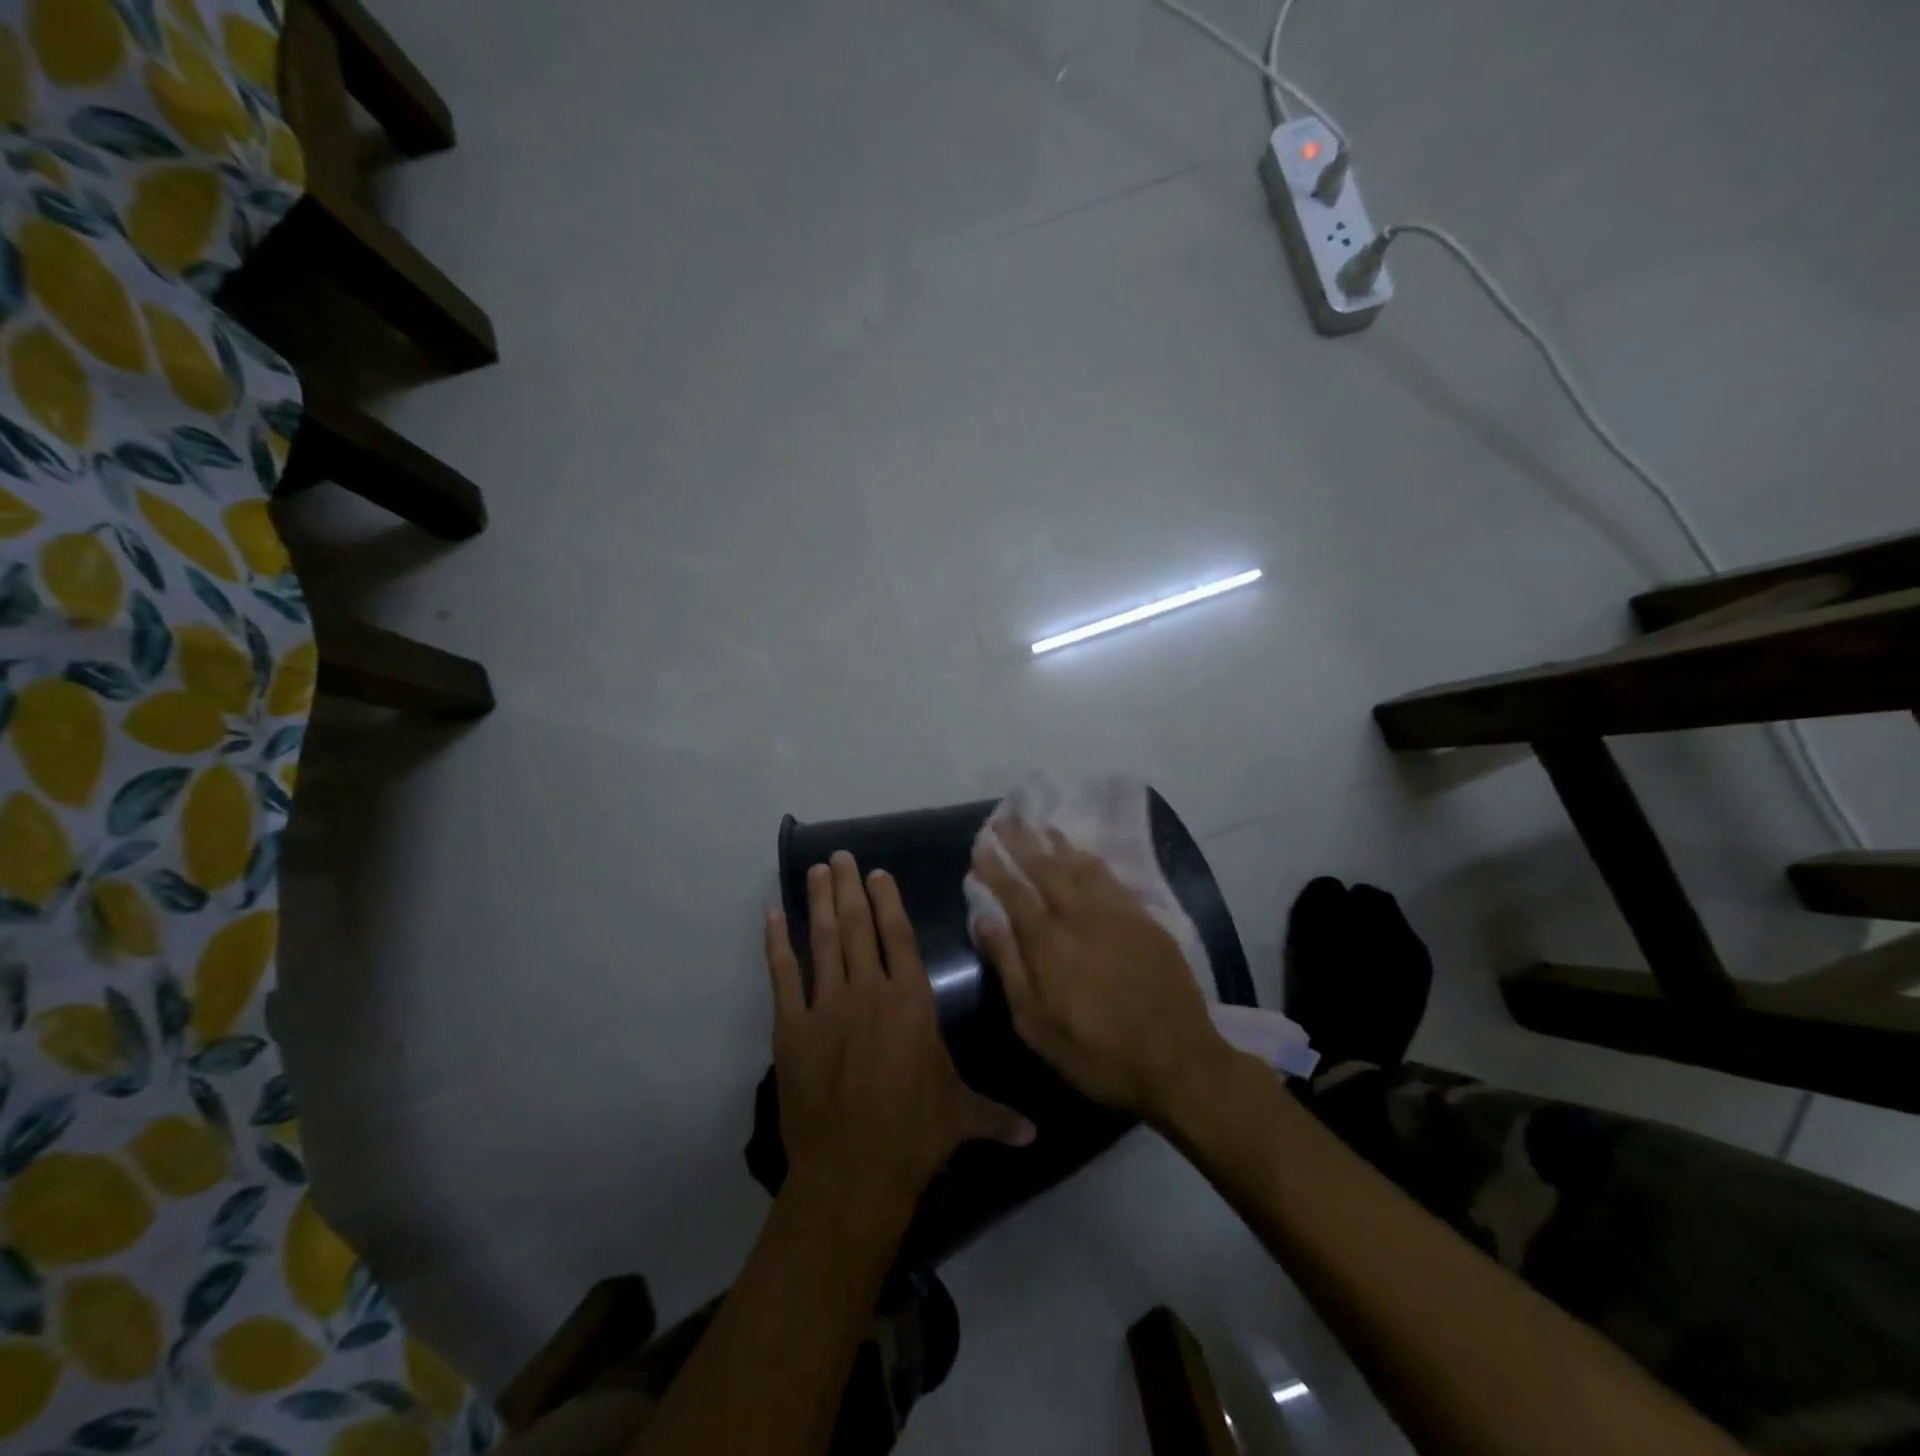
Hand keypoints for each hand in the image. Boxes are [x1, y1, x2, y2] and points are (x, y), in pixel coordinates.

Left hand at [766, 852, 1034, 1214]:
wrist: (853, 1173)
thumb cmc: (914, 1136)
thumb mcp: (961, 1117)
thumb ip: (996, 1115)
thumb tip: (1036, 1134)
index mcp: (910, 1001)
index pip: (899, 937)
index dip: (889, 901)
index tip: (878, 874)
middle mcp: (869, 991)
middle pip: (858, 926)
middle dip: (850, 888)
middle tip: (840, 856)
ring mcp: (826, 1006)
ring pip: (822, 940)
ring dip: (820, 902)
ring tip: (816, 871)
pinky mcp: (791, 1028)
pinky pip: (782, 975)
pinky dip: (777, 944)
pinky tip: (773, 917)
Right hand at [971, 819, 1235, 1126]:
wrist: (1177, 1060)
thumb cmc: (1096, 1052)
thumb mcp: (1036, 1024)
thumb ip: (1009, 966)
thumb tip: (984, 919)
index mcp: (1048, 942)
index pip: (1014, 892)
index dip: (995, 867)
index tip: (981, 845)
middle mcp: (1080, 916)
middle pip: (1045, 868)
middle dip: (1022, 841)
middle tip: (1005, 819)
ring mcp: (1116, 914)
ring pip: (1080, 866)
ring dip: (1057, 843)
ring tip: (1040, 825)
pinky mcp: (1144, 920)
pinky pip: (1111, 878)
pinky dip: (1092, 860)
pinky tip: (1084, 854)